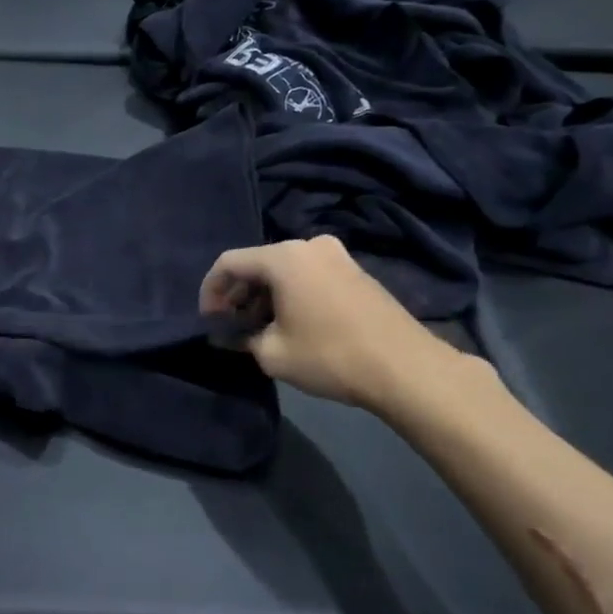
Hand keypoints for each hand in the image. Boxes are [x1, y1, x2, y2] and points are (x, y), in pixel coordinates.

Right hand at [199, 237, 465, 414]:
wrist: (404, 368)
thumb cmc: (329, 356)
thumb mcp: (272, 354)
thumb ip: (240, 339)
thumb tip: (225, 336)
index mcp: (284, 257)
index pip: (229, 262)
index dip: (210, 291)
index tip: (208, 320)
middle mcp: (309, 246)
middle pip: (257, 263)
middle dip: (238, 294)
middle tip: (231, 325)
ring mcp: (337, 256)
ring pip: (284, 270)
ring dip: (264, 295)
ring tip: (258, 329)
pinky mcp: (355, 271)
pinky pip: (308, 275)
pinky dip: (290, 294)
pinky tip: (290, 323)